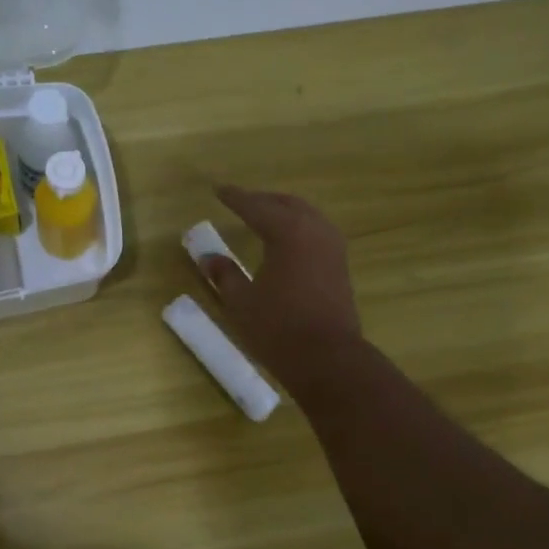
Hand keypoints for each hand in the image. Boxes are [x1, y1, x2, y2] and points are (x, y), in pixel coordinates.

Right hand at [200, 184, 362, 394]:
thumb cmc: (278, 329)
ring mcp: (332, 247)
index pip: (256, 207)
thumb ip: (224, 275)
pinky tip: (287, 241)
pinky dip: (298, 228)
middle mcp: (315, 230)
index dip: (235, 198)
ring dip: (283, 212)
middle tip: (241, 202)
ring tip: (263, 217)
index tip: (218, 190)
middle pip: (286, 204)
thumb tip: (208, 257)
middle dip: (262, 200)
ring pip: (306, 216)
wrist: (327, 358)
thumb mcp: (241, 302)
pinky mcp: (340, 265)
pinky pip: (316, 232)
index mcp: (288, 232)